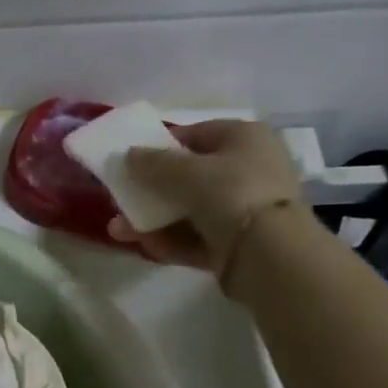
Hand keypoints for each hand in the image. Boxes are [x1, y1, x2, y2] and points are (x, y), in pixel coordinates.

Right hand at [106, 120, 305, 278]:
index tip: (133, 161)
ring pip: (188, 210)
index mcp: (245, 138)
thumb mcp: (184, 171)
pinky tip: (144, 246)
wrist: (269, 253)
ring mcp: (243, 209)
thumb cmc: (230, 192)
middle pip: (189, 176)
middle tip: (121, 199)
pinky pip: (196, 238)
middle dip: (151, 190)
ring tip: (118, 230)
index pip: (197, 134)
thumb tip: (129, 154)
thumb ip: (151, 162)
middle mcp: (248, 169)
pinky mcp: (236, 244)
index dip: (162, 146)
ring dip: (152, 219)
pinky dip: (170, 241)